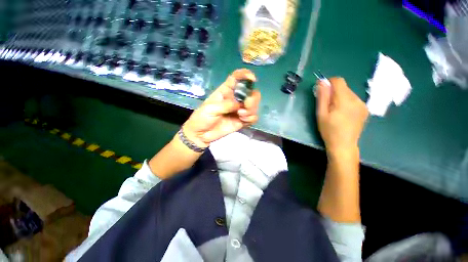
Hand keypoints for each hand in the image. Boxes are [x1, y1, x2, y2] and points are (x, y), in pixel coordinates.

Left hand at [182, 69, 260, 147]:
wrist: (201, 134)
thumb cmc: (202, 118)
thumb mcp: (211, 108)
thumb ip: (226, 105)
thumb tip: (239, 105)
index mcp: (226, 92)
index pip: (237, 78)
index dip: (245, 75)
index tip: (252, 79)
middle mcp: (235, 99)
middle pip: (251, 92)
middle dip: (253, 98)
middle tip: (246, 105)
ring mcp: (239, 111)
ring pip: (254, 105)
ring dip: (251, 110)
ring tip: (241, 116)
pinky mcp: (242, 121)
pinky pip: (253, 117)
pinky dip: (251, 118)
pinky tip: (243, 121)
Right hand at [316, 78, 367, 156]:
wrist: (344, 145)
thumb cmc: (329, 130)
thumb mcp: (321, 114)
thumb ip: (322, 97)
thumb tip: (322, 82)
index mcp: (345, 101)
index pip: (339, 81)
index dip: (329, 83)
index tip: (322, 91)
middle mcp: (357, 100)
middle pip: (344, 87)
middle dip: (334, 92)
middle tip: (327, 105)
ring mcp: (363, 105)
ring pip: (349, 93)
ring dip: (340, 97)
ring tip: (335, 111)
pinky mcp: (365, 110)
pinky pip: (354, 99)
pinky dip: (346, 102)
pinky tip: (343, 114)